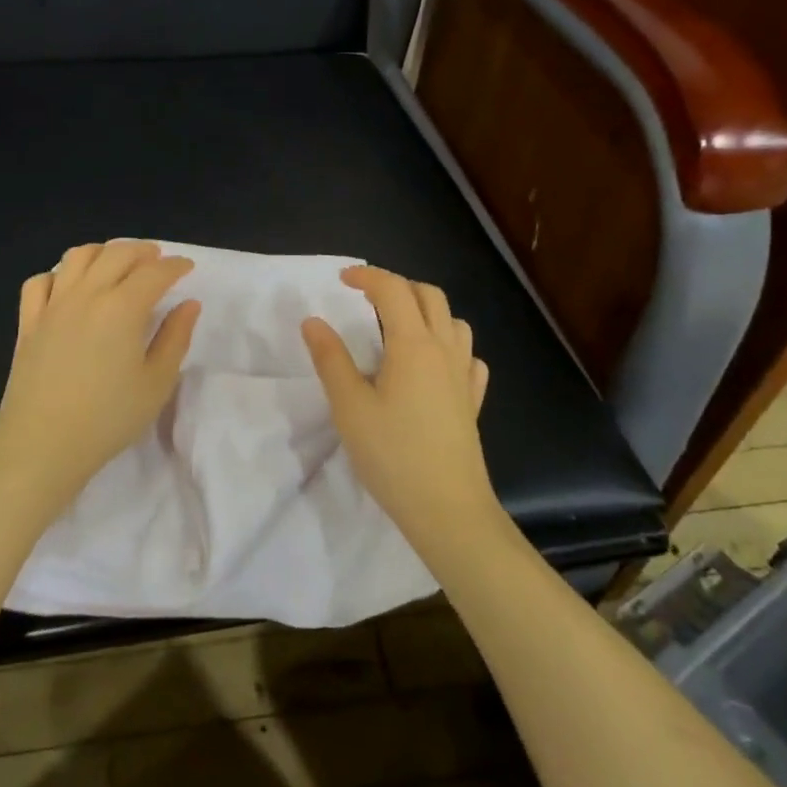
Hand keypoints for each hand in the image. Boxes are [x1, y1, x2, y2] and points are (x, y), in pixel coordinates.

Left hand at [0, 241, 200, 512]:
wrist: (42, 444)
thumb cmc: (108, 418)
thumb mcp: (156, 383)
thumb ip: (175, 338)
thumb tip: (188, 305)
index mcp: (123, 307)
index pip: (155, 272)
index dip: (175, 265)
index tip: (187, 267)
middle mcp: (87, 294)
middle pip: (117, 254)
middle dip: (142, 251)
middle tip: (157, 260)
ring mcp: (53, 305)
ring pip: (77, 257)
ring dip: (102, 252)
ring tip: (116, 262)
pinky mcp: (29, 322)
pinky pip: (40, 281)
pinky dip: (58, 274)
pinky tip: (68, 286)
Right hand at [301, 267, 496, 556]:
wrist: (448, 510)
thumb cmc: (393, 455)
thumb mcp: (349, 407)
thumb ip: (331, 359)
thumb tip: (313, 321)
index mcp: (413, 345)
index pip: (393, 290)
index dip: (367, 277)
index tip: (342, 280)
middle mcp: (444, 350)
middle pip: (429, 296)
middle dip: (398, 287)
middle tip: (367, 300)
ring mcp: (463, 376)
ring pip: (454, 322)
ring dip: (426, 312)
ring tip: (398, 329)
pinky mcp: (472, 401)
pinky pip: (468, 357)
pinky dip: (450, 346)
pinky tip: (434, 366)